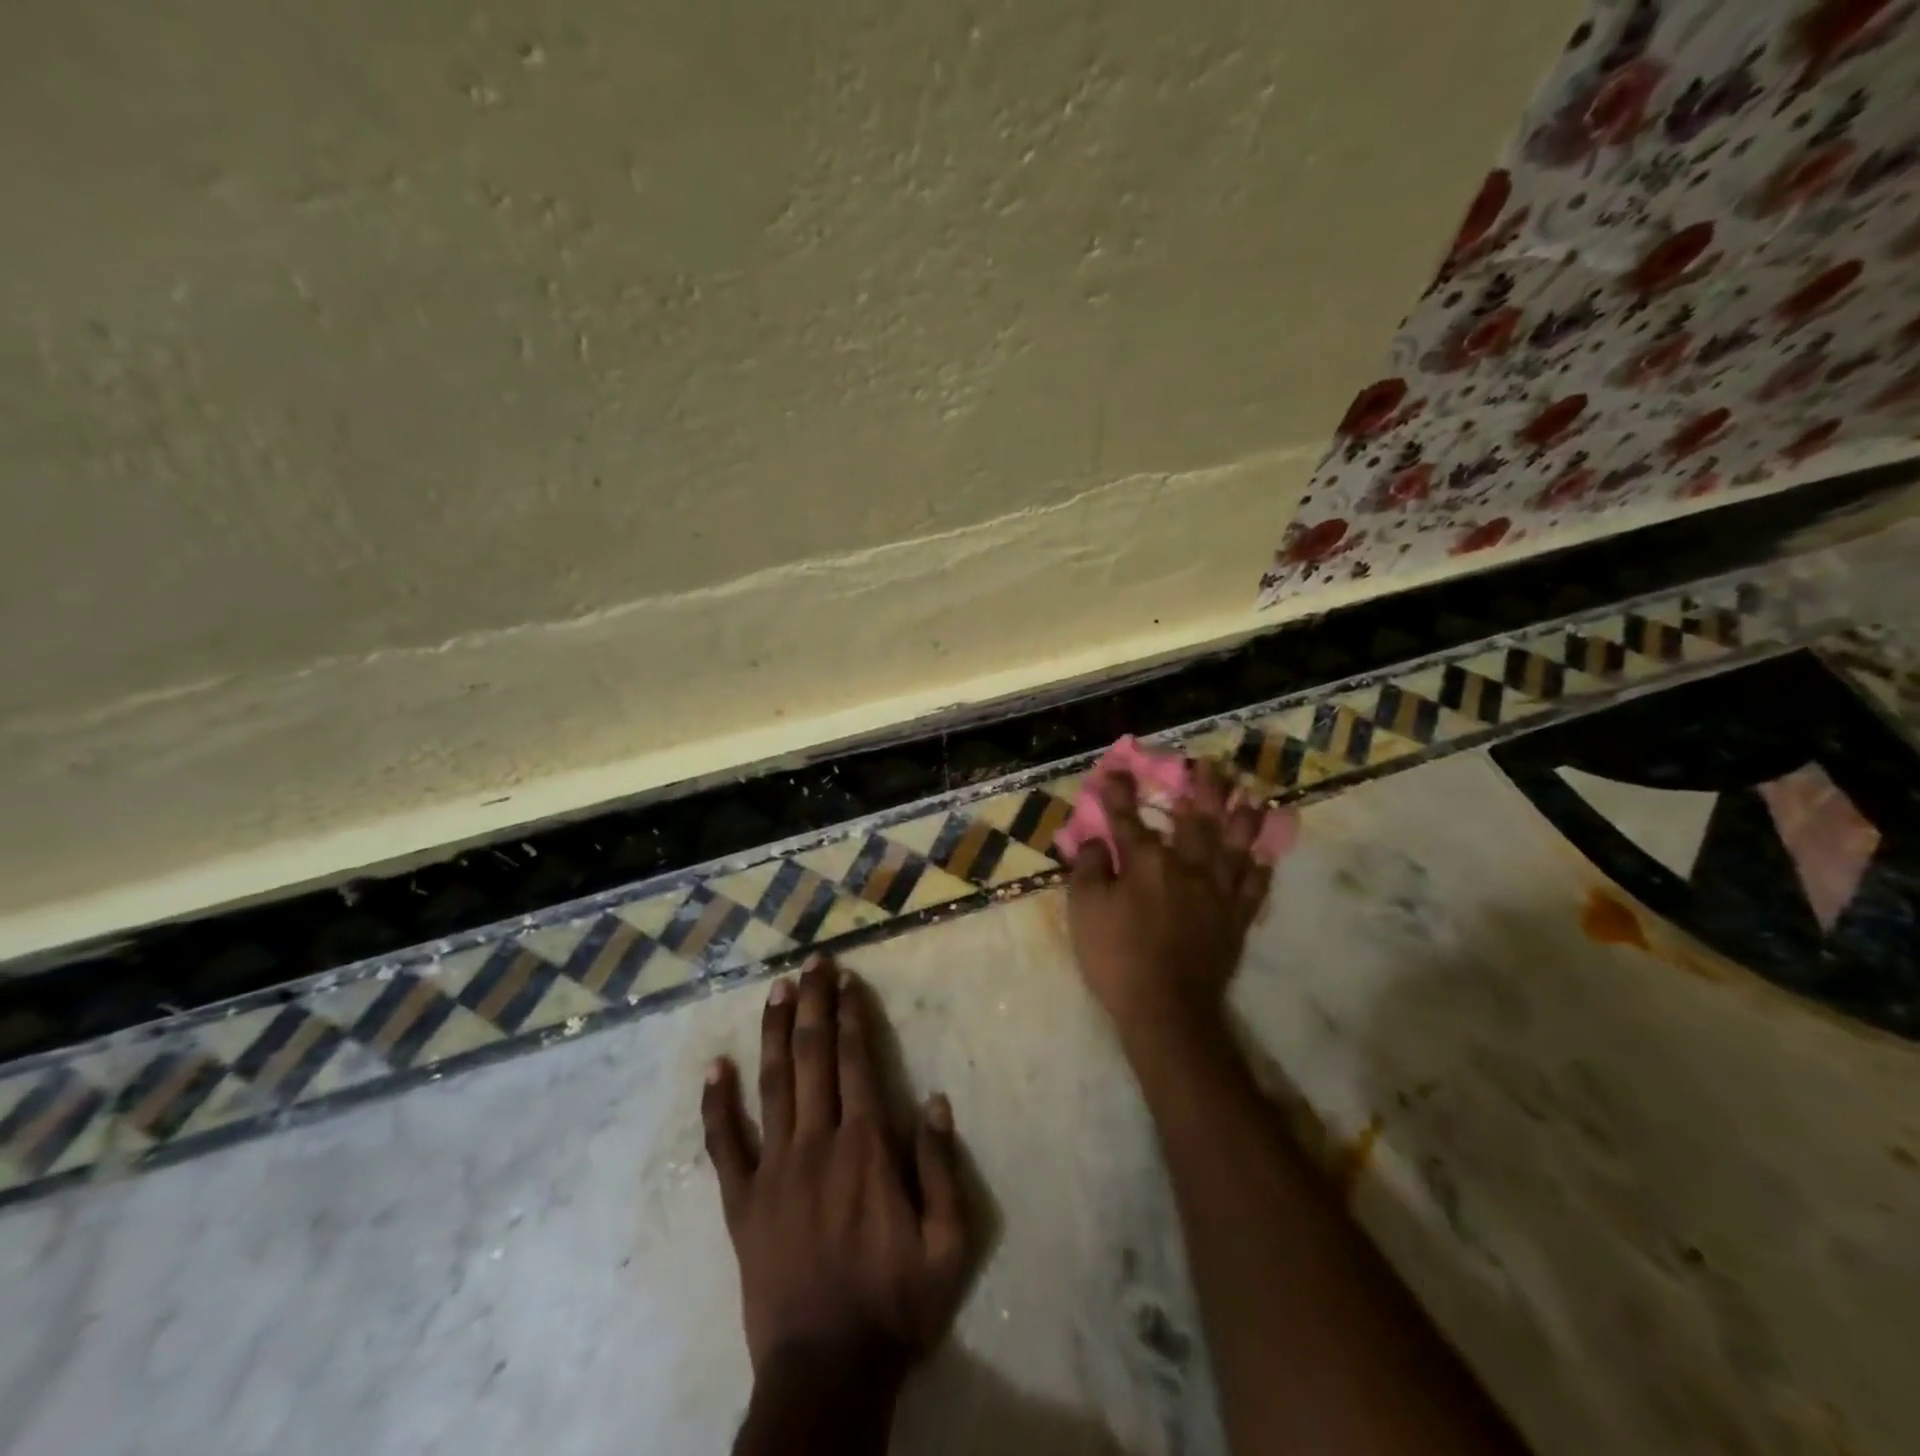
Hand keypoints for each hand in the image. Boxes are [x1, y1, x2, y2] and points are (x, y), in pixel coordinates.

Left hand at [702, 956, 972, 1380]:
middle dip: (815, 1004)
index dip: (852, 1016)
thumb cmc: (894, 1305)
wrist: (826, 1373)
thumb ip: (943, 1168)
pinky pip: (724, 1146)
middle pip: (814, 1056)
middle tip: (814, 963)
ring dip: (775, 1032)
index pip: (856, 1062)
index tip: (848, 982)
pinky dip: (717, 1105)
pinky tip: (715, 1068)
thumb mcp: (948, 1244)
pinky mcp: (742, 1202)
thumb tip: (937, 1101)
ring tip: (777, 990)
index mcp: (867, 1147)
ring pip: (773, 1084)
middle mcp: (817, 1142)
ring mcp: (774, 1169)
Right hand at [1067, 760, 1277, 1043]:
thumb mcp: (1085, 911)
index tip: (1116, 769)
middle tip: (1211, 765)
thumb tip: (1096, 842)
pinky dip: (1259, 870)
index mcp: (1147, 862)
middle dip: (1203, 789)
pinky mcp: (1236, 920)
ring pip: (1235, 846)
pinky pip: (1254, 888)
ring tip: (1248, 797)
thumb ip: (1090, 869)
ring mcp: (1218, 893)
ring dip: (1242, 818)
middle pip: (1198, 820)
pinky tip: (1262, 858)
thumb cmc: (1117, 957)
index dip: (1119, 793)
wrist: (1166, 1008)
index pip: (1128, 818)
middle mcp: (1188, 867)